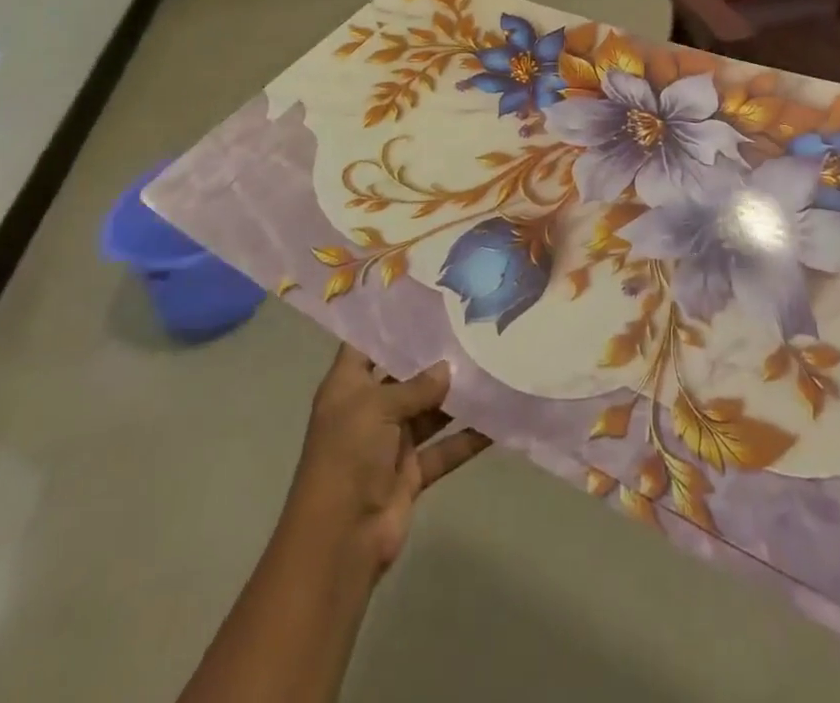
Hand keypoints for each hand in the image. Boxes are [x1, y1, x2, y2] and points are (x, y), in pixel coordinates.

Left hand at [289, 344, 490, 574]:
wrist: (341, 539)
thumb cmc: (348, 456)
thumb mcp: (376, 407)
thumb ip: (414, 386)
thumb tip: (447, 369)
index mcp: (347, 387)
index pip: (367, 345)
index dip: (390, 324)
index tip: (426, 300)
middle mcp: (368, 409)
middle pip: (403, 375)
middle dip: (433, 357)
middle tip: (471, 327)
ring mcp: (391, 442)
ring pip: (428, 410)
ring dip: (456, 395)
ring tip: (491, 364)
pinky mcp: (411, 472)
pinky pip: (444, 448)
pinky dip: (468, 438)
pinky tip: (498, 420)